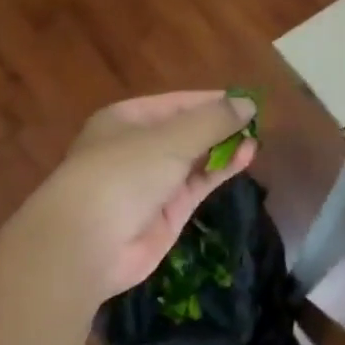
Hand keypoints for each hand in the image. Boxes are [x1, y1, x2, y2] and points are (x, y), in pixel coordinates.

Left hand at [36, 91, 259, 298]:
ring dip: (223, 149)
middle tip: (256, 123)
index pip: (176, 103)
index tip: (246, 102)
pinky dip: (219, 171)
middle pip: (186, 131)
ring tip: (255, 141)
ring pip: (194, 159)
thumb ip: (212, 120)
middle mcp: (138, 147)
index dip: (211, 101)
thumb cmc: (123, 174)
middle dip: (219, 126)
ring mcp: (152, 182)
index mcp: (127, 119)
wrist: (87, 243)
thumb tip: (247, 104)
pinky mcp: (166, 212)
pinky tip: (244, 159)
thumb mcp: (170, 138)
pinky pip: (197, 184)